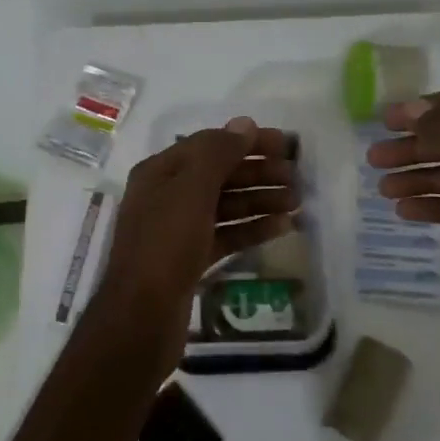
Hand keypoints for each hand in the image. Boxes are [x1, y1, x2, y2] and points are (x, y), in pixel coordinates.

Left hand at [94, 118, 298, 363]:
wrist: (141, 317)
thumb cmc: (164, 245)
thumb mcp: (190, 190)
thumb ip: (217, 154)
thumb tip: (245, 123)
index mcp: (160, 172)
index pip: (209, 145)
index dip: (247, 142)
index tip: (286, 145)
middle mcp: (167, 196)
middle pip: (219, 175)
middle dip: (258, 173)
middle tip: (298, 178)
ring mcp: (178, 230)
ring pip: (225, 206)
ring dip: (260, 200)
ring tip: (298, 202)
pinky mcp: (190, 260)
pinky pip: (225, 234)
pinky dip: (252, 228)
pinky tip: (282, 227)